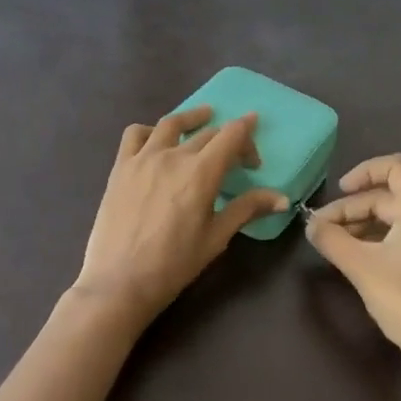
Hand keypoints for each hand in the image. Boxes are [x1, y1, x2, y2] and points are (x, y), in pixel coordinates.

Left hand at [73, 105, 288, 326]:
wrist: (119, 282)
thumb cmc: (173, 264)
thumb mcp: (216, 238)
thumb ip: (247, 209)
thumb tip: (281, 198)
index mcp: (201, 172)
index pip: (231, 135)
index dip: (247, 131)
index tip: (254, 144)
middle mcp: (174, 155)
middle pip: (207, 132)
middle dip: (227, 140)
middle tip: (236, 158)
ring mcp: (143, 157)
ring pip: (171, 124)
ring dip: (192, 118)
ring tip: (203, 118)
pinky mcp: (121, 166)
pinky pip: (135, 134)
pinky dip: (150, 131)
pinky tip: (156, 141)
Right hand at [305, 153, 400, 372]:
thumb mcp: (361, 266)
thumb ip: (331, 240)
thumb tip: (310, 225)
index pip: (395, 166)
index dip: (365, 170)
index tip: (340, 191)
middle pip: (387, 197)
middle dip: (351, 208)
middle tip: (320, 229)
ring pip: (391, 220)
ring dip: (360, 225)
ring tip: (333, 245)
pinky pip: (399, 239)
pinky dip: (375, 241)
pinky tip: (356, 261)